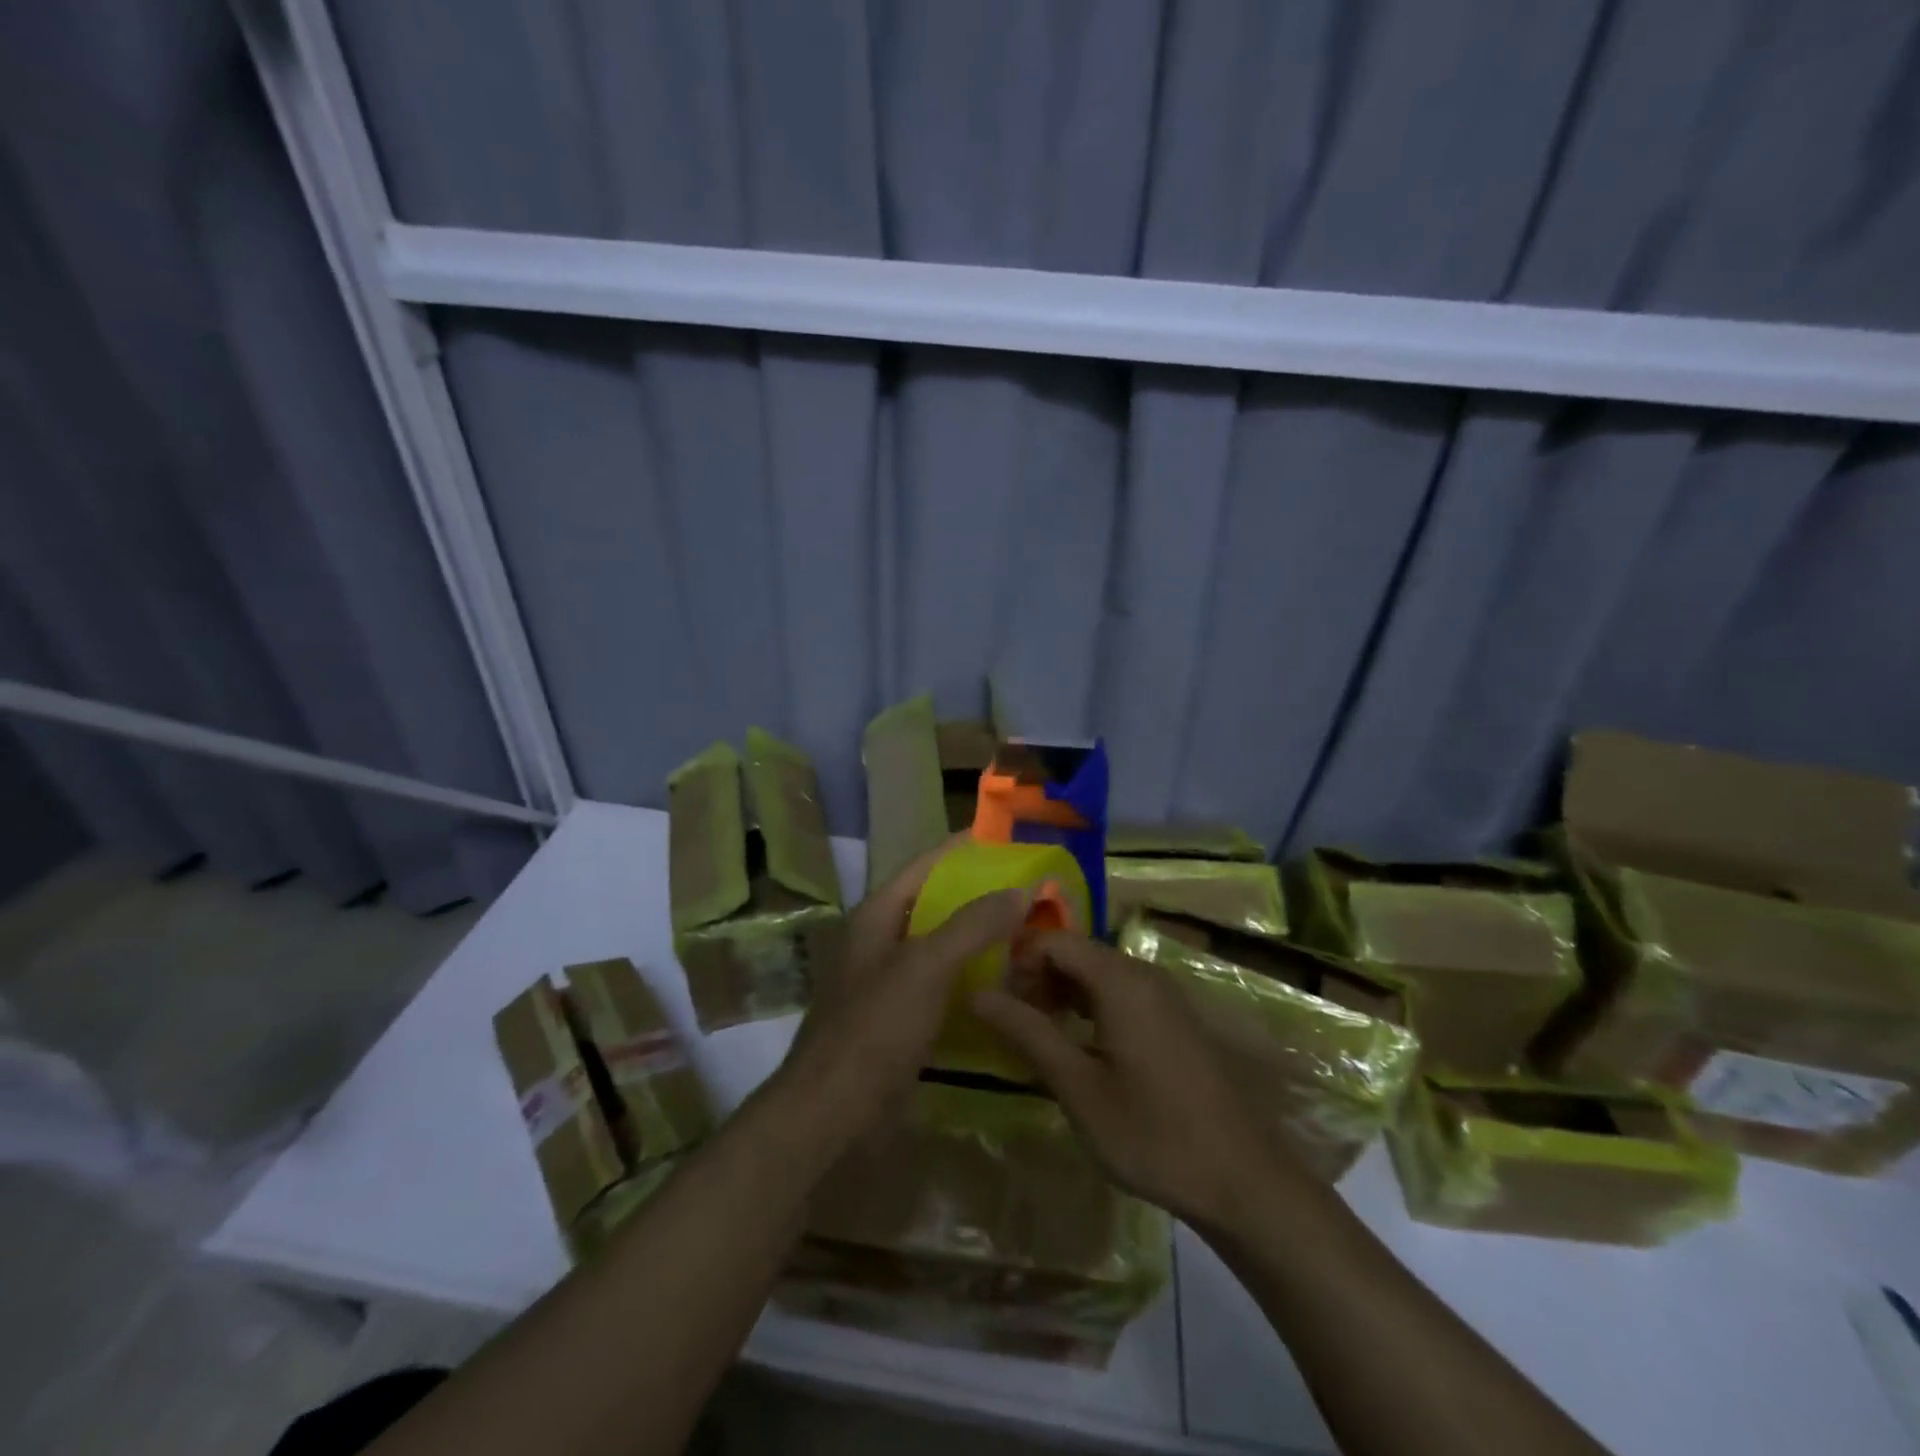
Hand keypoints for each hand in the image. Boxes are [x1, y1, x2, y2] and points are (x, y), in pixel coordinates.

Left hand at [777, 843, 1027, 1145]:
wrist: (833, 1115)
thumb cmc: (875, 1028)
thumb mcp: (926, 966)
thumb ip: (972, 923)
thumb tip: (1022, 888)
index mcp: (878, 916)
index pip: (926, 865)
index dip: (963, 849)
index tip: (1009, 841)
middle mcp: (883, 942)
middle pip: (938, 906)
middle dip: (982, 897)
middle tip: (1034, 893)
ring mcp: (892, 984)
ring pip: (945, 949)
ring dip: (983, 941)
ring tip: (1033, 934)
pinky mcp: (904, 1023)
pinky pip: (946, 989)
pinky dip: (976, 982)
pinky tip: (1012, 986)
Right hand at [971, 932, 1274, 1227]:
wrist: (1244, 1180)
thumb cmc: (1153, 1134)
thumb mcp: (1078, 1088)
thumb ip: (1027, 1033)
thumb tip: (976, 993)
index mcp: (1121, 979)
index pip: (1054, 940)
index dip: (1018, 961)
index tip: (996, 1002)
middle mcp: (1143, 974)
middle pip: (1076, 952)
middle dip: (1038, 978)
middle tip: (1013, 1025)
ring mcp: (1164, 995)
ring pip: (1097, 973)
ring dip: (1062, 994)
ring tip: (1038, 1038)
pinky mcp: (1173, 1019)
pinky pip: (1120, 993)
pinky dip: (1089, 1007)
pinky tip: (1077, 1048)